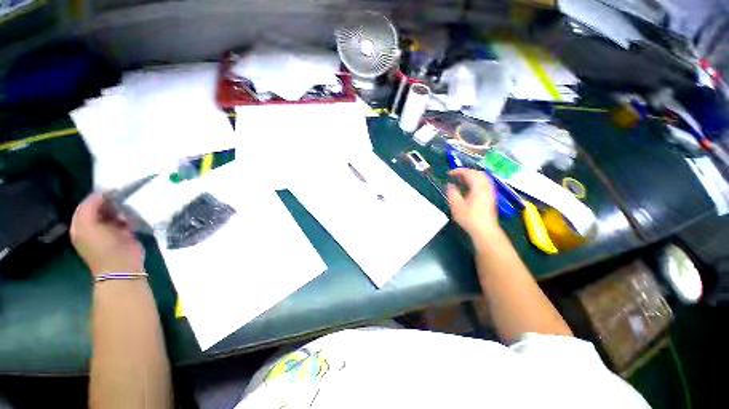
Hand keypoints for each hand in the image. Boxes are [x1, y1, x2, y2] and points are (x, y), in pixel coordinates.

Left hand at [70, 193, 144, 276]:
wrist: (121, 266)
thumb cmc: (102, 247)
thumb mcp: (87, 226)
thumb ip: (89, 208)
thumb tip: (100, 193)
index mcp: (81, 225)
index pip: (86, 205)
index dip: (96, 197)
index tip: (110, 191)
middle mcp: (93, 226)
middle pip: (100, 208)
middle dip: (109, 203)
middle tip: (120, 200)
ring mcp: (110, 230)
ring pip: (114, 212)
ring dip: (120, 210)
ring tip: (125, 210)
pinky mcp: (125, 233)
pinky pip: (126, 219)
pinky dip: (129, 217)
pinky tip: (131, 219)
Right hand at [447, 168, 500, 239]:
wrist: (484, 230)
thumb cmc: (469, 218)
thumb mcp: (456, 206)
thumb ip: (452, 193)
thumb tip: (450, 185)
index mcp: (478, 187)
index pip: (469, 173)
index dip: (458, 171)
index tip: (449, 173)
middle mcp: (486, 187)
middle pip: (478, 173)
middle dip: (466, 171)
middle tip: (456, 175)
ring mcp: (490, 192)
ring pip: (483, 177)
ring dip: (472, 175)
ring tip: (462, 180)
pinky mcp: (491, 197)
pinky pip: (485, 183)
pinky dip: (477, 181)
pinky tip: (470, 187)